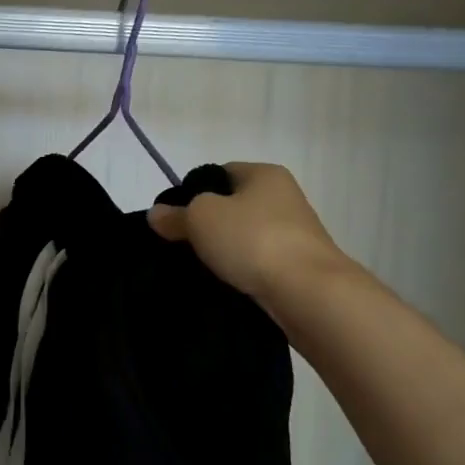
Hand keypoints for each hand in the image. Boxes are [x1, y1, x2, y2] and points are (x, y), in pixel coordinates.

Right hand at [147, 162, 357, 314]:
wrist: (308, 291)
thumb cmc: (253, 239)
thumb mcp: (200, 218)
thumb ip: (175, 215)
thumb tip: (156, 214)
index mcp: (265, 174)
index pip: (219, 173)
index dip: (193, 192)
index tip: (176, 217)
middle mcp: (284, 197)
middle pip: (231, 206)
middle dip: (206, 225)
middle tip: (181, 243)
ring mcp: (295, 233)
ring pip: (244, 236)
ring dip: (223, 250)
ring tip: (200, 267)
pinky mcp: (298, 265)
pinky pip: (257, 262)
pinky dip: (241, 270)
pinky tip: (224, 283)